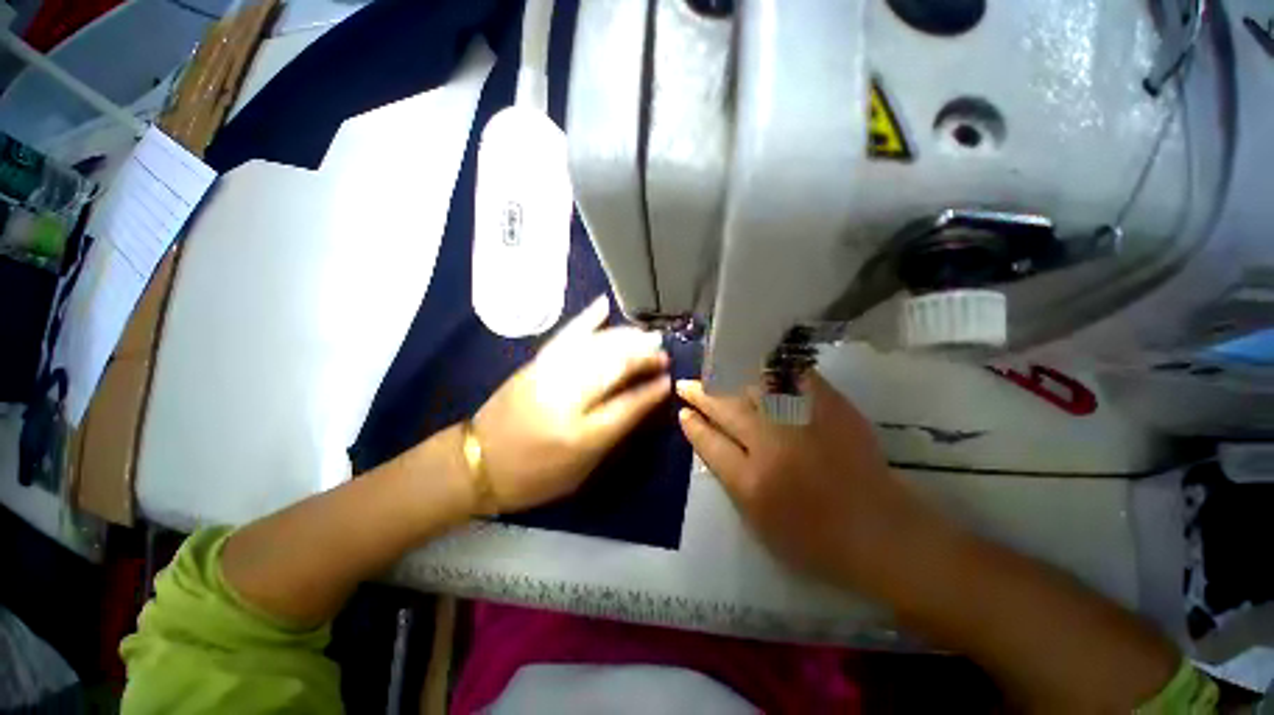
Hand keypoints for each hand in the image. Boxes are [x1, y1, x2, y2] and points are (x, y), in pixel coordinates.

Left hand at [473, 296, 671, 511]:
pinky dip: (586, 320)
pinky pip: (565, 336)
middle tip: (661, 351)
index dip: (650, 392)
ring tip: (644, 335)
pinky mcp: (534, 365)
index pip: (627, 406)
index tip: (667, 380)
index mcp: (580, 437)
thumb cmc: (534, 477)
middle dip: (641, 356)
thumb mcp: (581, 471)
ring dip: (623, 338)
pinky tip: (603, 307)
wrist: (477, 462)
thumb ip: (612, 436)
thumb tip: (639, 403)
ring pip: (594, 347)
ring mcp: (547, 377)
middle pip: (612, 368)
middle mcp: (565, 401)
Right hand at [676, 373, 932, 589]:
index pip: (709, 443)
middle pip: (726, 409)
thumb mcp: (756, 518)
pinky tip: (755, 363)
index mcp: (752, 481)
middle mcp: (772, 444)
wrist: (879, 530)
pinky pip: (792, 377)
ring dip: (727, 377)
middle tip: (686, 384)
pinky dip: (770, 368)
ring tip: (712, 370)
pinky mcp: (830, 407)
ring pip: (752, 387)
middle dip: (701, 394)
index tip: (682, 412)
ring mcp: (802, 421)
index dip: (693, 425)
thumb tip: (706, 437)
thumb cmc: (813, 537)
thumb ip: (727, 475)